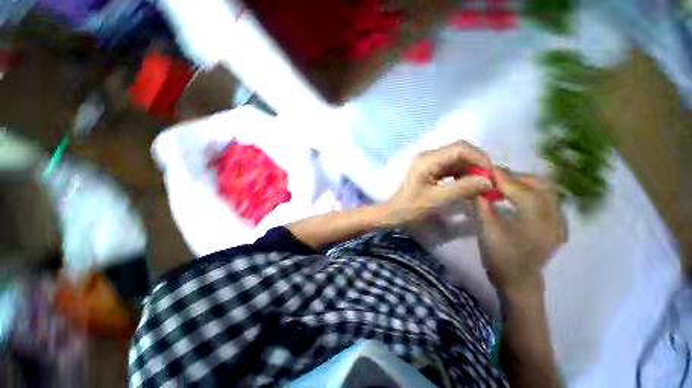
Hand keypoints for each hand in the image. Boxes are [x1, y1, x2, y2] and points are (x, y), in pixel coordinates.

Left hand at [384, 141, 492, 225]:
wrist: (394, 212)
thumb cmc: (411, 207)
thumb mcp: (436, 199)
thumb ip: (462, 188)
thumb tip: (489, 181)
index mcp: (427, 160)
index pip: (459, 148)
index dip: (479, 157)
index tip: (491, 174)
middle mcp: (428, 156)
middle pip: (459, 152)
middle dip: (476, 164)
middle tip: (489, 181)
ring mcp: (429, 162)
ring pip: (457, 160)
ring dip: (471, 170)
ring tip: (481, 185)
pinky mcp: (431, 170)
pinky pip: (452, 168)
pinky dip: (463, 175)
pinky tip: (469, 186)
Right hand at [476, 169, 566, 293]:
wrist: (518, 281)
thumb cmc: (501, 257)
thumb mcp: (487, 230)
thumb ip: (482, 204)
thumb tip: (474, 185)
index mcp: (538, 219)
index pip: (520, 188)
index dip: (501, 176)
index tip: (485, 168)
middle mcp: (554, 216)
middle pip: (539, 184)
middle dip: (516, 176)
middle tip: (494, 177)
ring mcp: (558, 221)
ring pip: (545, 190)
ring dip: (524, 183)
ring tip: (503, 185)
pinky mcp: (555, 225)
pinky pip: (546, 199)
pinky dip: (530, 192)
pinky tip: (515, 196)